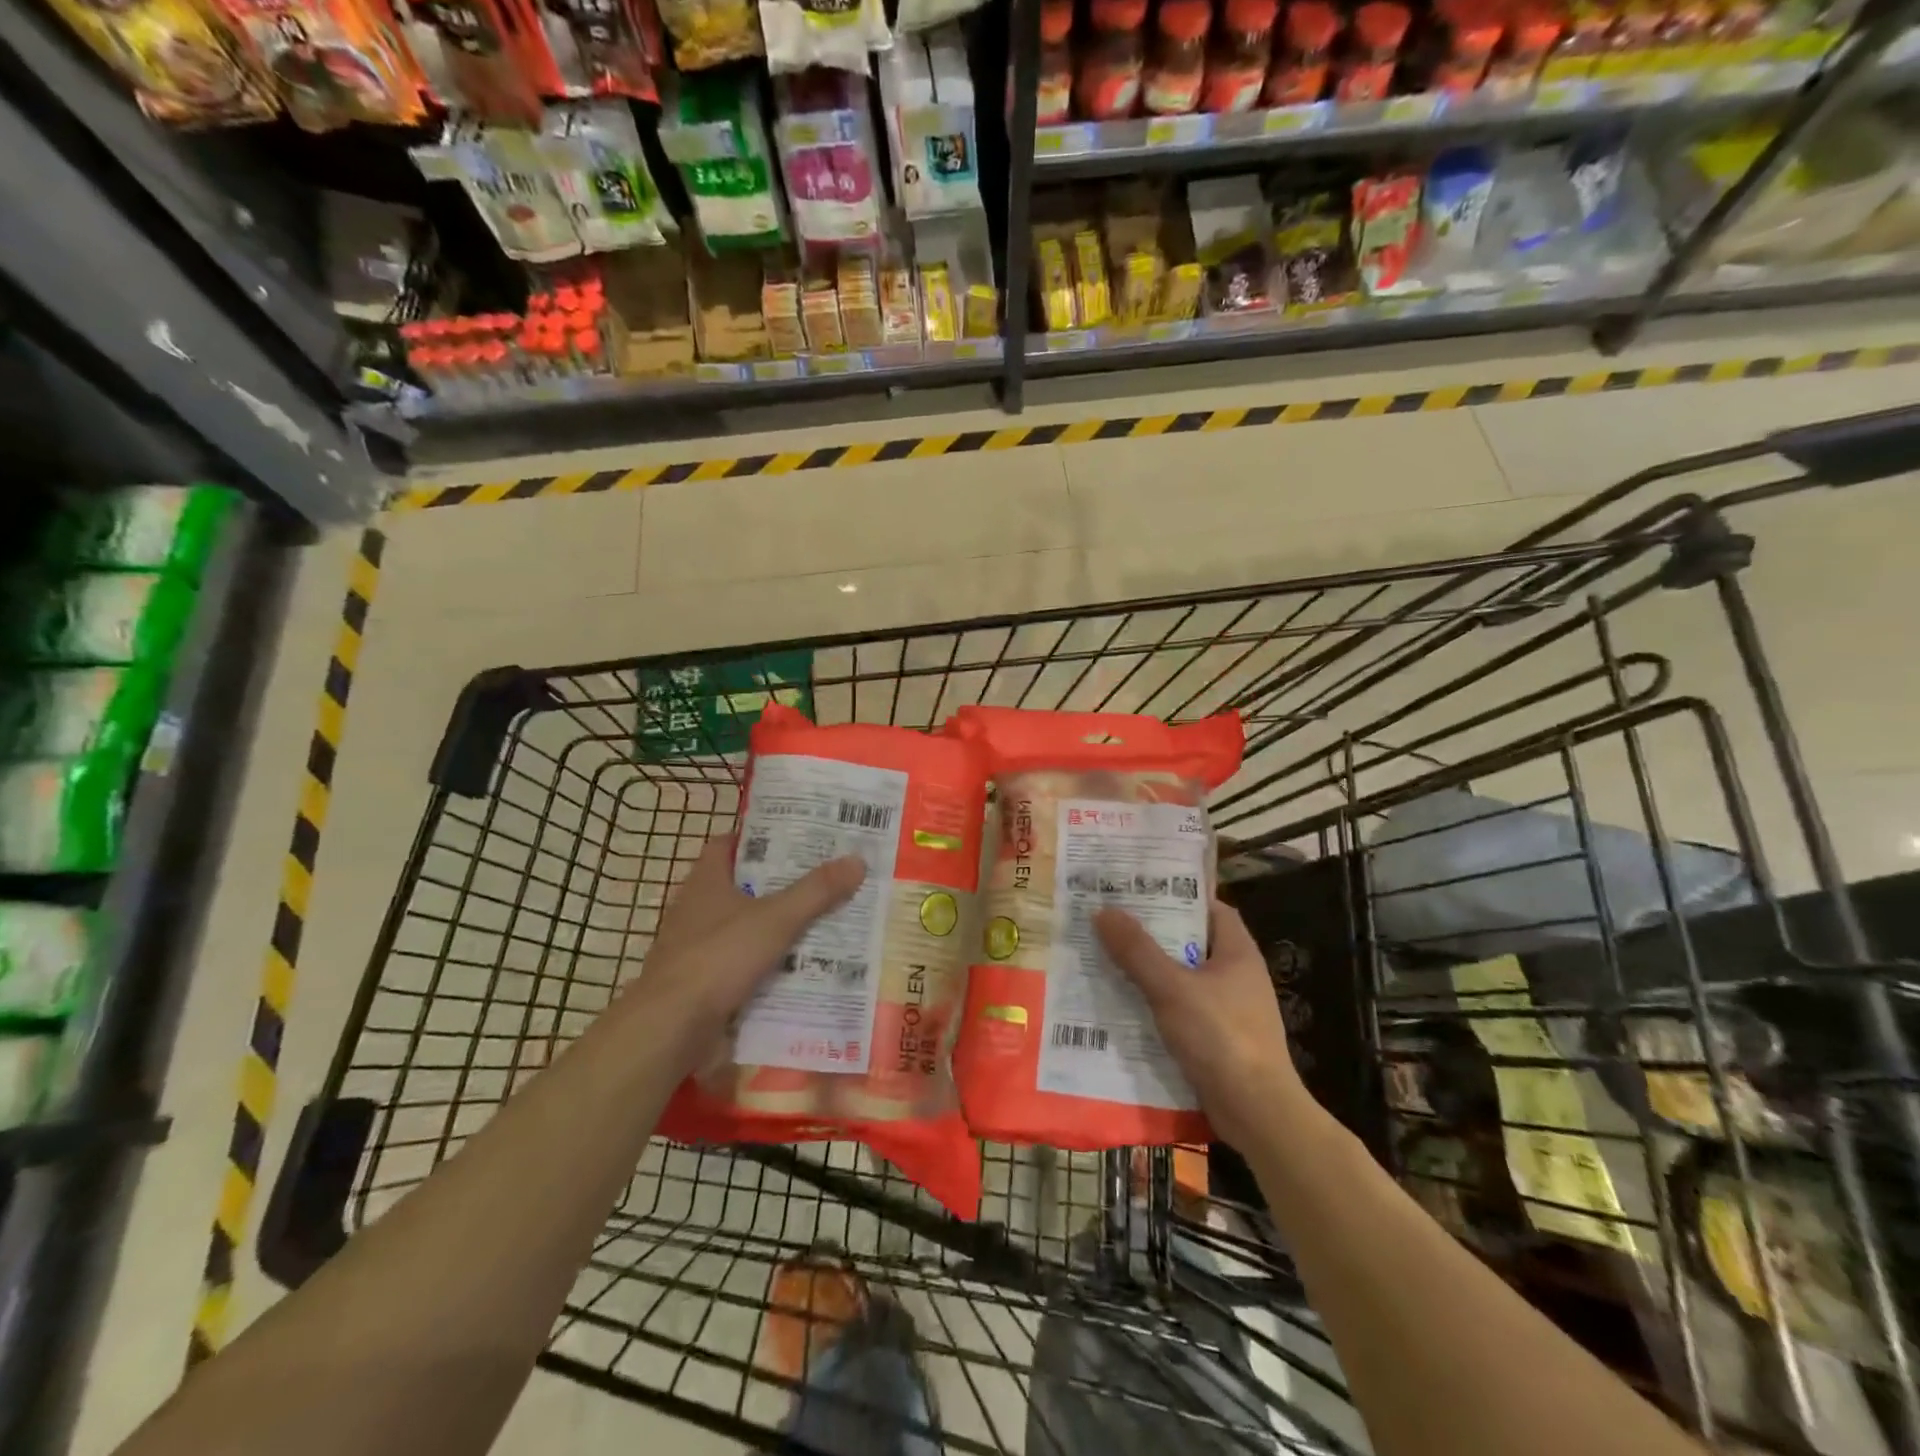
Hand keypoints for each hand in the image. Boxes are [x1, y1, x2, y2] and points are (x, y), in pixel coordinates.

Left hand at [629, 839, 865, 1068]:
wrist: (671, 1027)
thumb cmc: (719, 957)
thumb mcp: (776, 919)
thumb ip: (816, 891)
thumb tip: (857, 860)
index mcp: (706, 882)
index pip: (728, 845)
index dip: (758, 839)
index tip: (795, 839)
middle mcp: (695, 909)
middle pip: (740, 887)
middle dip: (778, 885)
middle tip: (821, 880)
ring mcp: (694, 948)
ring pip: (742, 928)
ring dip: (773, 928)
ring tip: (820, 923)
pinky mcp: (699, 983)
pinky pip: (739, 965)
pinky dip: (764, 965)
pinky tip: (797, 970)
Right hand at [1094, 899, 1311, 1148]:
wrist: (1256, 1112)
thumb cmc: (1221, 1037)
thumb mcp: (1172, 988)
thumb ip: (1137, 950)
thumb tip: (1103, 911)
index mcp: (1238, 952)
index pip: (1211, 908)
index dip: (1179, 894)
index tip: (1141, 888)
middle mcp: (1237, 975)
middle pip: (1192, 941)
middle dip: (1154, 933)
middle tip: (1113, 920)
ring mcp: (1229, 1009)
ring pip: (1183, 977)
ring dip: (1150, 970)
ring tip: (1108, 957)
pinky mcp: (1218, 1039)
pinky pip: (1182, 1009)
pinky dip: (1156, 1003)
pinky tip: (1124, 1004)